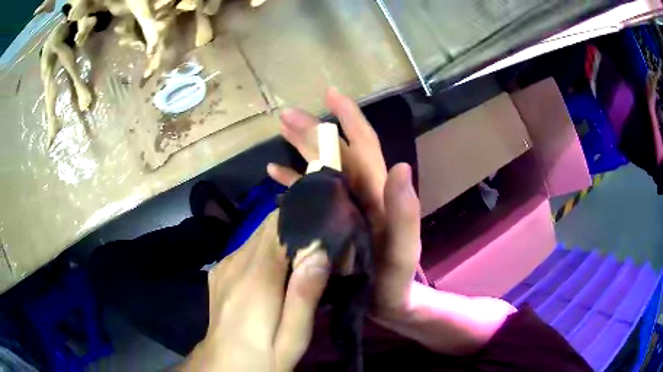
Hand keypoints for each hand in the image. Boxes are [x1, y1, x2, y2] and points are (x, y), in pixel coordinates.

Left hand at [179, 212, 329, 370]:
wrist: (224, 366)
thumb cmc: (264, 357)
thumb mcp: (293, 339)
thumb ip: (304, 297)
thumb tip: (319, 253)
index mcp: (255, 279)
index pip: (278, 225)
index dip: (304, 222)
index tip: (327, 234)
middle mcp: (235, 263)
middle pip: (268, 225)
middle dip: (296, 229)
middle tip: (319, 250)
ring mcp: (224, 265)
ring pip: (258, 234)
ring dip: (282, 240)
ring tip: (300, 262)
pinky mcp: (220, 270)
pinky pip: (247, 247)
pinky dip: (266, 250)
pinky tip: (276, 272)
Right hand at [267, 88, 420, 323]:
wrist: (388, 304)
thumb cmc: (396, 281)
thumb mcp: (403, 252)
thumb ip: (405, 214)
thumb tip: (400, 167)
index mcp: (377, 195)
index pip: (365, 146)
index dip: (350, 118)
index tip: (331, 94)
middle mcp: (360, 194)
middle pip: (336, 153)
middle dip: (313, 131)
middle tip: (284, 116)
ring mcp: (344, 207)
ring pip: (321, 168)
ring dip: (301, 149)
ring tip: (278, 134)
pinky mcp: (331, 221)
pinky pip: (310, 194)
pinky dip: (293, 181)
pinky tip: (274, 173)